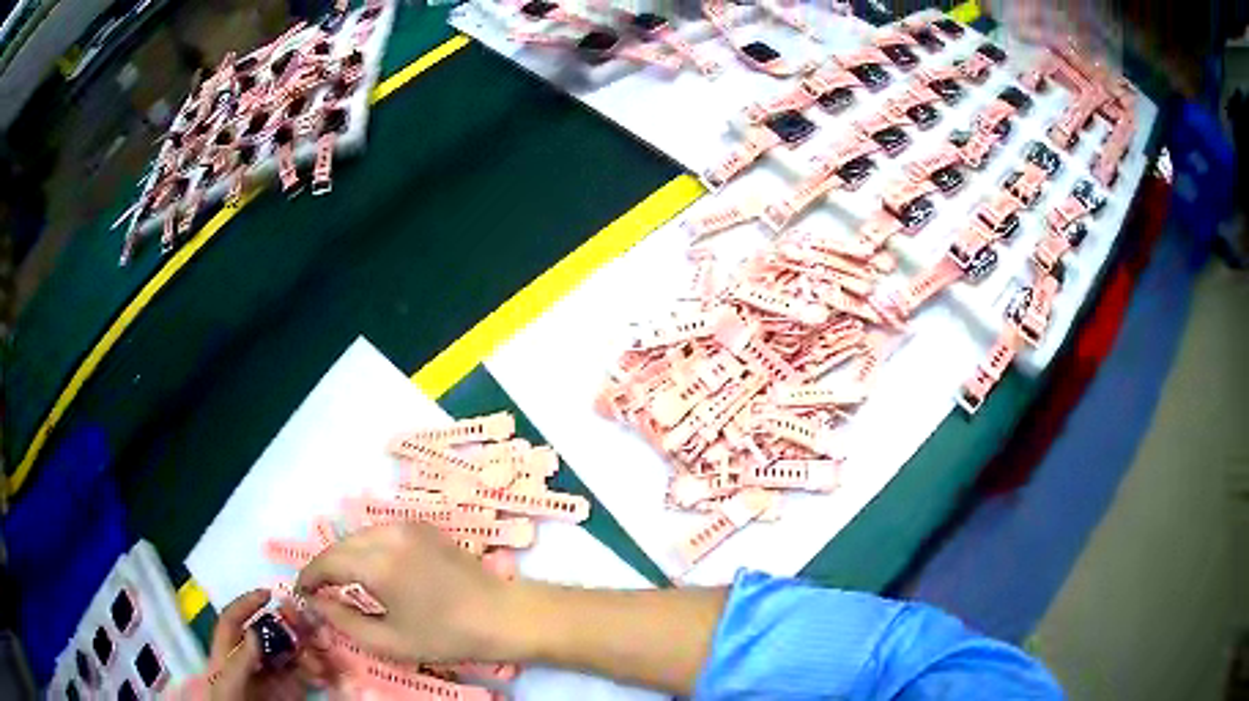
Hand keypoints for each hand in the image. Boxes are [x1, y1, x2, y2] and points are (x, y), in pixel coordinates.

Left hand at [205, 589, 331, 699]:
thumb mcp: (229, 685)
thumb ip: (238, 659)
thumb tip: (255, 631)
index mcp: (229, 653)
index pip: (233, 621)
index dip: (246, 604)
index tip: (268, 594)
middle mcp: (252, 660)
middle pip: (266, 632)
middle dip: (285, 622)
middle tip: (304, 619)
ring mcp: (272, 676)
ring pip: (289, 651)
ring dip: (306, 647)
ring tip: (318, 651)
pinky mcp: (291, 692)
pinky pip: (305, 675)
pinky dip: (317, 669)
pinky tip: (322, 671)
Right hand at [297, 522, 511, 663]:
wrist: (502, 615)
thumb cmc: (447, 635)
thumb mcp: (391, 641)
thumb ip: (345, 622)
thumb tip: (316, 604)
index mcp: (378, 563)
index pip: (327, 562)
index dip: (308, 577)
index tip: (301, 594)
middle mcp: (388, 535)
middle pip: (340, 545)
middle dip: (324, 566)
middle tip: (318, 592)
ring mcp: (408, 526)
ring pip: (358, 536)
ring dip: (343, 556)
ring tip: (340, 582)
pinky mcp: (423, 526)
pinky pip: (379, 532)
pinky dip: (365, 548)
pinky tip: (370, 569)